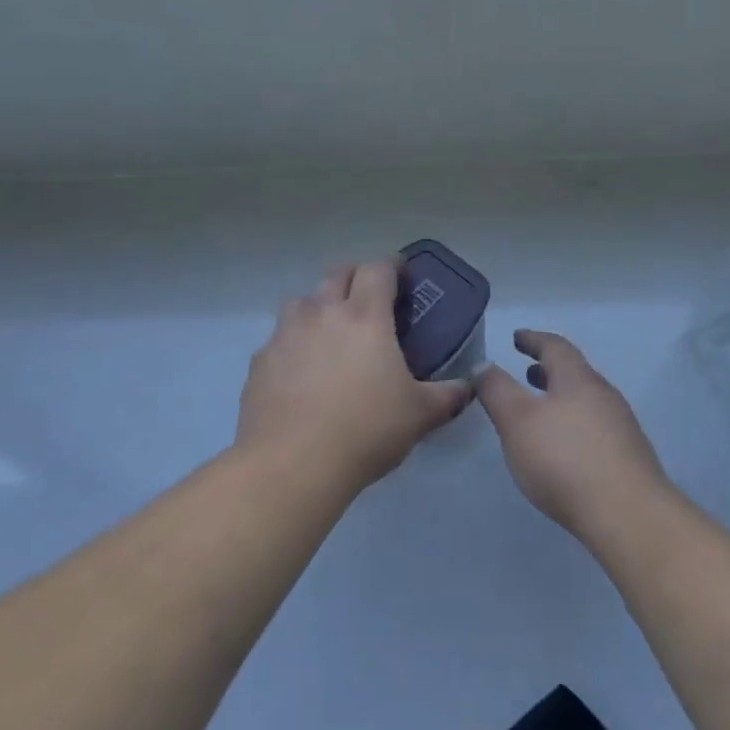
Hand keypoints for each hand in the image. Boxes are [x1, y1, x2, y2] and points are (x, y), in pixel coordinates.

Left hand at [237, 258, 473, 492]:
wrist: (292, 464)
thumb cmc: (365, 431)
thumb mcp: (420, 415)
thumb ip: (449, 395)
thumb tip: (469, 386)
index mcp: (365, 316)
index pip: (377, 269)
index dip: (392, 265)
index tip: (402, 274)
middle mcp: (322, 313)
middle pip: (337, 273)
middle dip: (355, 277)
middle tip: (370, 299)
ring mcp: (285, 334)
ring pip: (302, 301)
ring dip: (319, 306)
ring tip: (331, 332)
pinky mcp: (260, 361)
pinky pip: (280, 338)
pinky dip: (294, 343)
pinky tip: (301, 372)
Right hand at [476, 329, 666, 537]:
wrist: (628, 516)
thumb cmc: (565, 459)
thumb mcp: (516, 420)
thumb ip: (496, 390)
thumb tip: (484, 364)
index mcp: (578, 379)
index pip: (555, 346)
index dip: (533, 339)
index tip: (517, 337)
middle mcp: (604, 395)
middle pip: (574, 373)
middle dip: (548, 371)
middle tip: (527, 373)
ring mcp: (621, 427)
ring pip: (586, 401)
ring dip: (561, 398)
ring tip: (541, 412)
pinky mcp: (628, 458)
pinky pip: (595, 427)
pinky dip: (574, 424)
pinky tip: (564, 449)